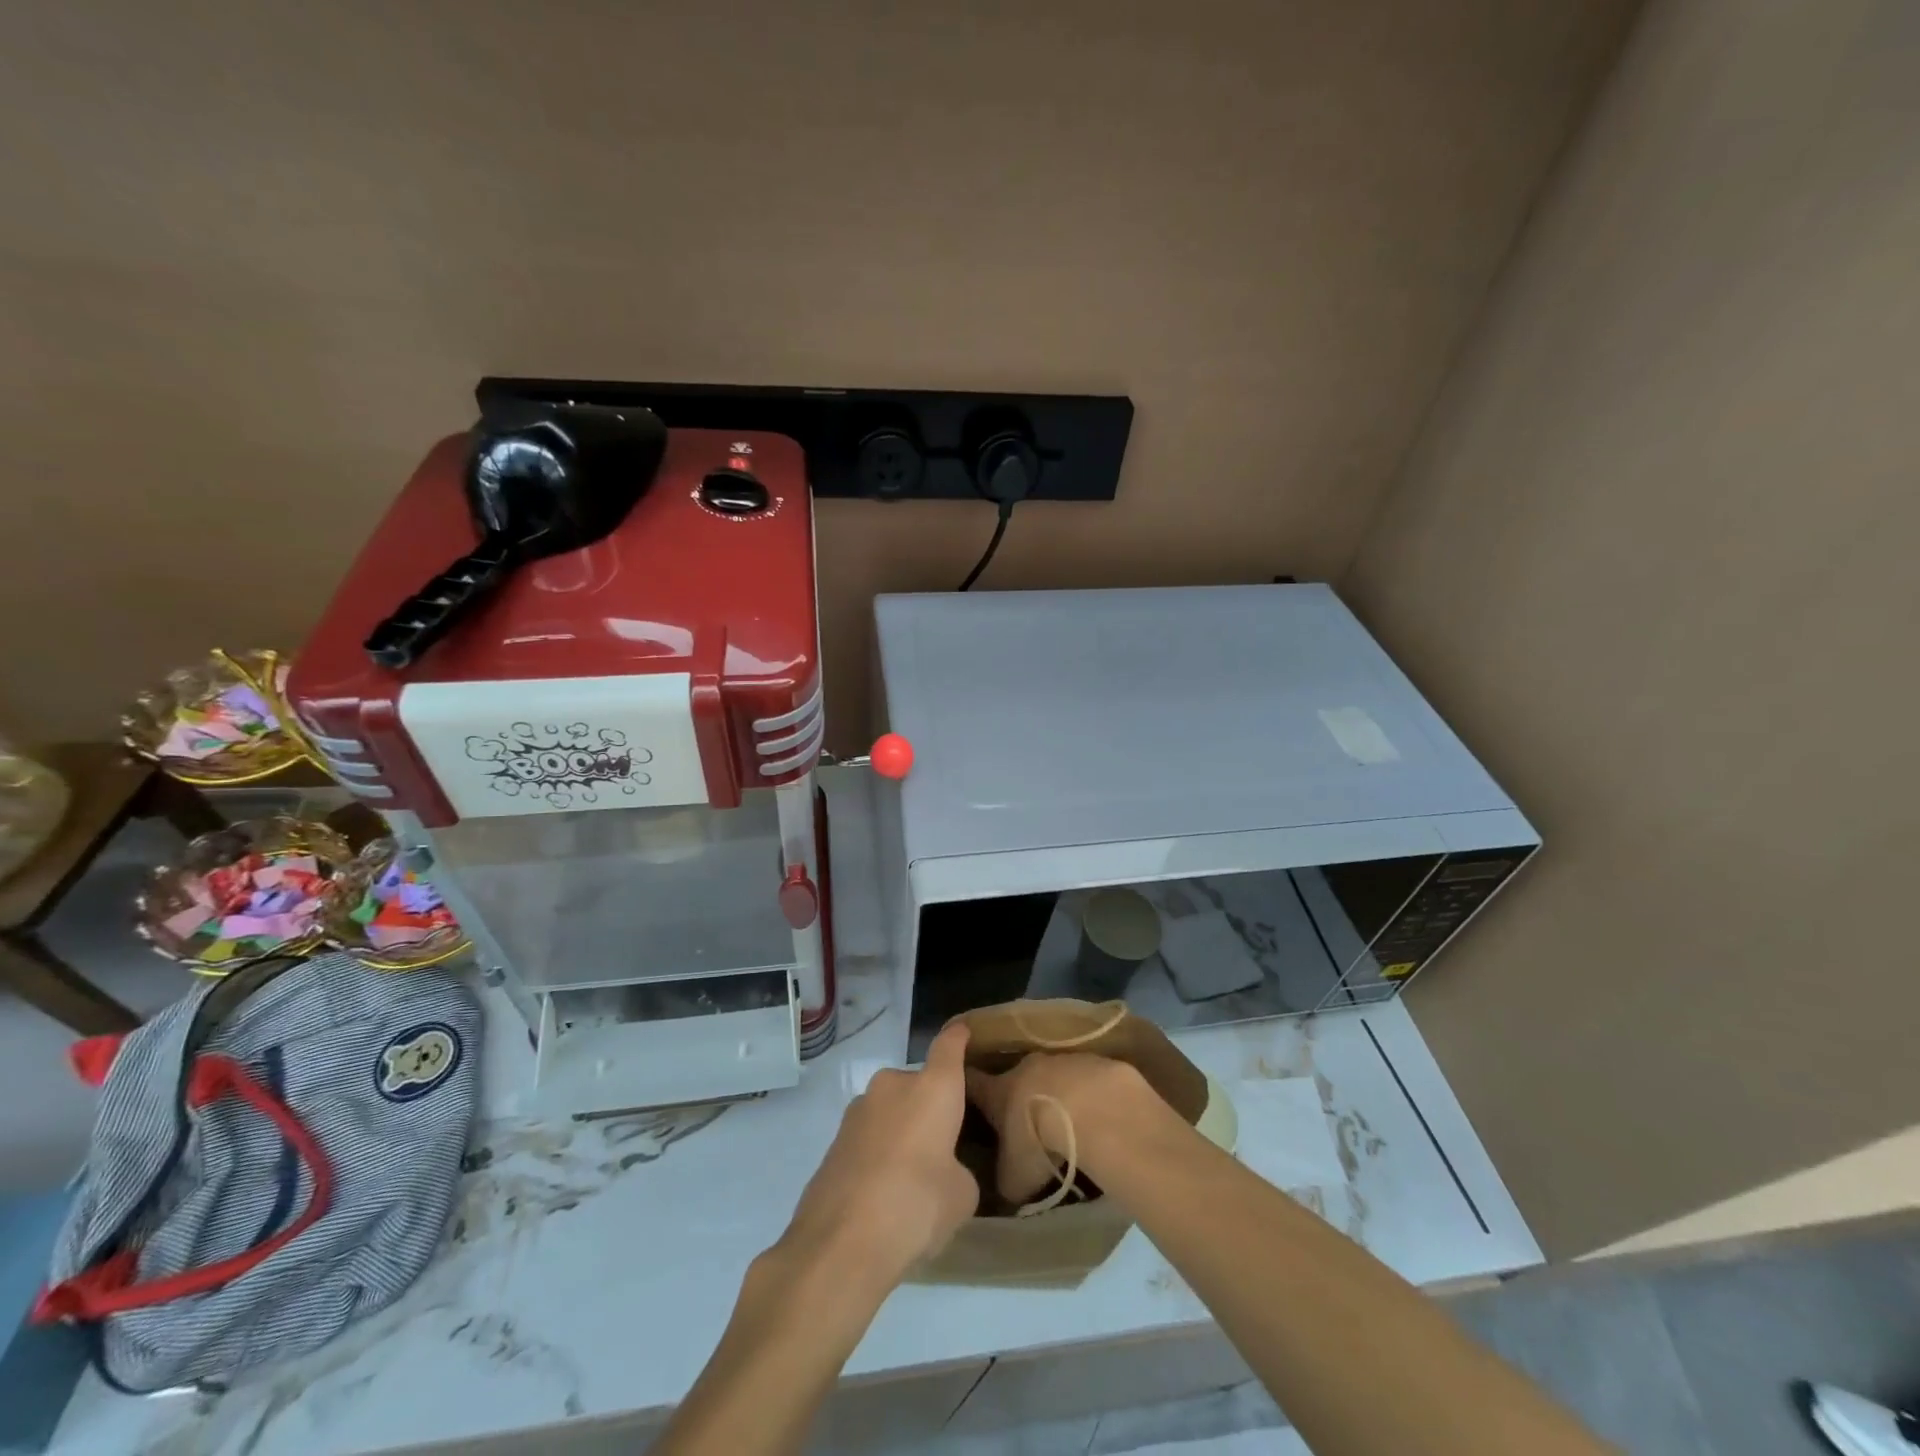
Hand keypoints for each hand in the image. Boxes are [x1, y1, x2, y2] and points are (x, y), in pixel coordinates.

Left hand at [774, 1022, 978, 1293]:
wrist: (839, 1243)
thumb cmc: (916, 1206)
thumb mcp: (961, 1195)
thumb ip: (958, 1170)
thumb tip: (943, 1170)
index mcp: (933, 1087)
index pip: (949, 1045)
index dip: (958, 1038)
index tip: (963, 1032)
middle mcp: (894, 1085)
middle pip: (918, 1084)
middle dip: (929, 1108)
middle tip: (941, 1146)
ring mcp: (858, 1109)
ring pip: (891, 1111)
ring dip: (901, 1131)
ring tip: (909, 1178)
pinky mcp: (834, 1139)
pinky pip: (869, 1137)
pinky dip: (878, 1154)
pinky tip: (881, 1194)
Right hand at [964, 1051, 1159, 1203]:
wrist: (1087, 1108)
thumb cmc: (1038, 1141)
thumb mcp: (1014, 1177)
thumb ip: (1006, 1180)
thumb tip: (1006, 1187)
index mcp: (998, 1091)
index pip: (974, 1083)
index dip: (968, 1086)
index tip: (962, 1087)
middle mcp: (1025, 1068)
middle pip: (1016, 1077)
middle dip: (1020, 1095)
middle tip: (1026, 1120)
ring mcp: (1060, 1060)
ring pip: (1052, 1076)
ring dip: (1056, 1094)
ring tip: (1067, 1120)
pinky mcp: (1092, 1061)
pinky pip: (1085, 1078)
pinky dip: (1086, 1094)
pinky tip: (1096, 1115)